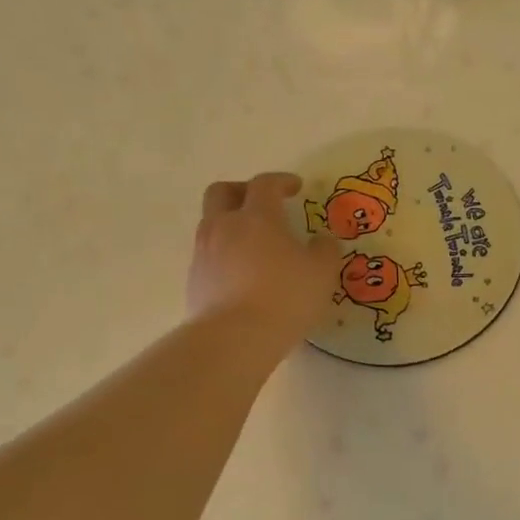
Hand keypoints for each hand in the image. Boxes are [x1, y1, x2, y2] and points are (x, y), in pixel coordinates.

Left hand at [189, 173, 339, 353]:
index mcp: (257, 216)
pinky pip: (209, 256)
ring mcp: (204, 253)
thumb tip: (322, 241)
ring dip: (230, 225)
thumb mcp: (322, 273)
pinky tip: (242, 275)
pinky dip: (224, 256)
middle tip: (261, 203)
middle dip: (241, 191)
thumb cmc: (285, 297)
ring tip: (252, 244)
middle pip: (222, 192)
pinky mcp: (194, 281)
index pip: (265, 184)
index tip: (295, 187)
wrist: (235, 338)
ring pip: (212, 224)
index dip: (281, 181)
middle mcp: (225, 226)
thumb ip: (325, 251)